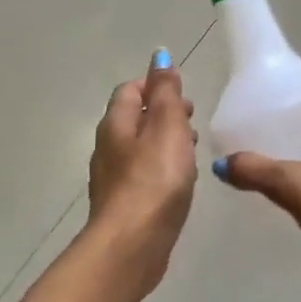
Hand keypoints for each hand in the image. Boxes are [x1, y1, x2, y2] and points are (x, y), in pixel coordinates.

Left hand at [88, 51, 197, 249]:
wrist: (132, 245)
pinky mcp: (124, 205)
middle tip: (192, 119)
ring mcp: (113, 178)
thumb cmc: (154, 179)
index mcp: (115, 124)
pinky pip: (143, 174)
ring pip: (140, 147)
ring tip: (192, 148)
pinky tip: (180, 180)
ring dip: (164, 141)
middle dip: (162, 113)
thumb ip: (166, 92)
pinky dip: (162, 167)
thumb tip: (159, 56)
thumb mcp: (167, 126)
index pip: (130, 90)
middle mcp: (108, 147)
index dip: (154, 85)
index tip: (182, 94)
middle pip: (133, 118)